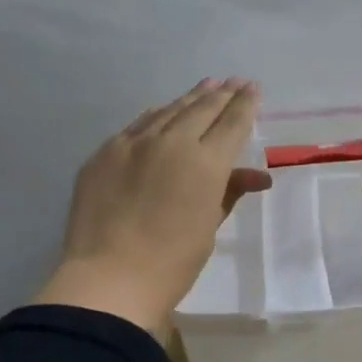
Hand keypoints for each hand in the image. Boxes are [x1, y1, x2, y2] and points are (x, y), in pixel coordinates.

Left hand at [36, 78, 272, 334]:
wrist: (109, 279)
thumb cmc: (172, 263)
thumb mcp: (208, 227)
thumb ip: (229, 192)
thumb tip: (256, 176)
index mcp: (205, 163)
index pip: (232, 123)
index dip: (245, 104)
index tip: (253, 88)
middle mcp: (171, 142)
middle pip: (202, 109)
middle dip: (222, 94)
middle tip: (234, 81)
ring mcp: (133, 144)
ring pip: (168, 111)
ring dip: (190, 98)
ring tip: (206, 86)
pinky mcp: (105, 153)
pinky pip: (137, 125)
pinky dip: (157, 115)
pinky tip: (162, 111)